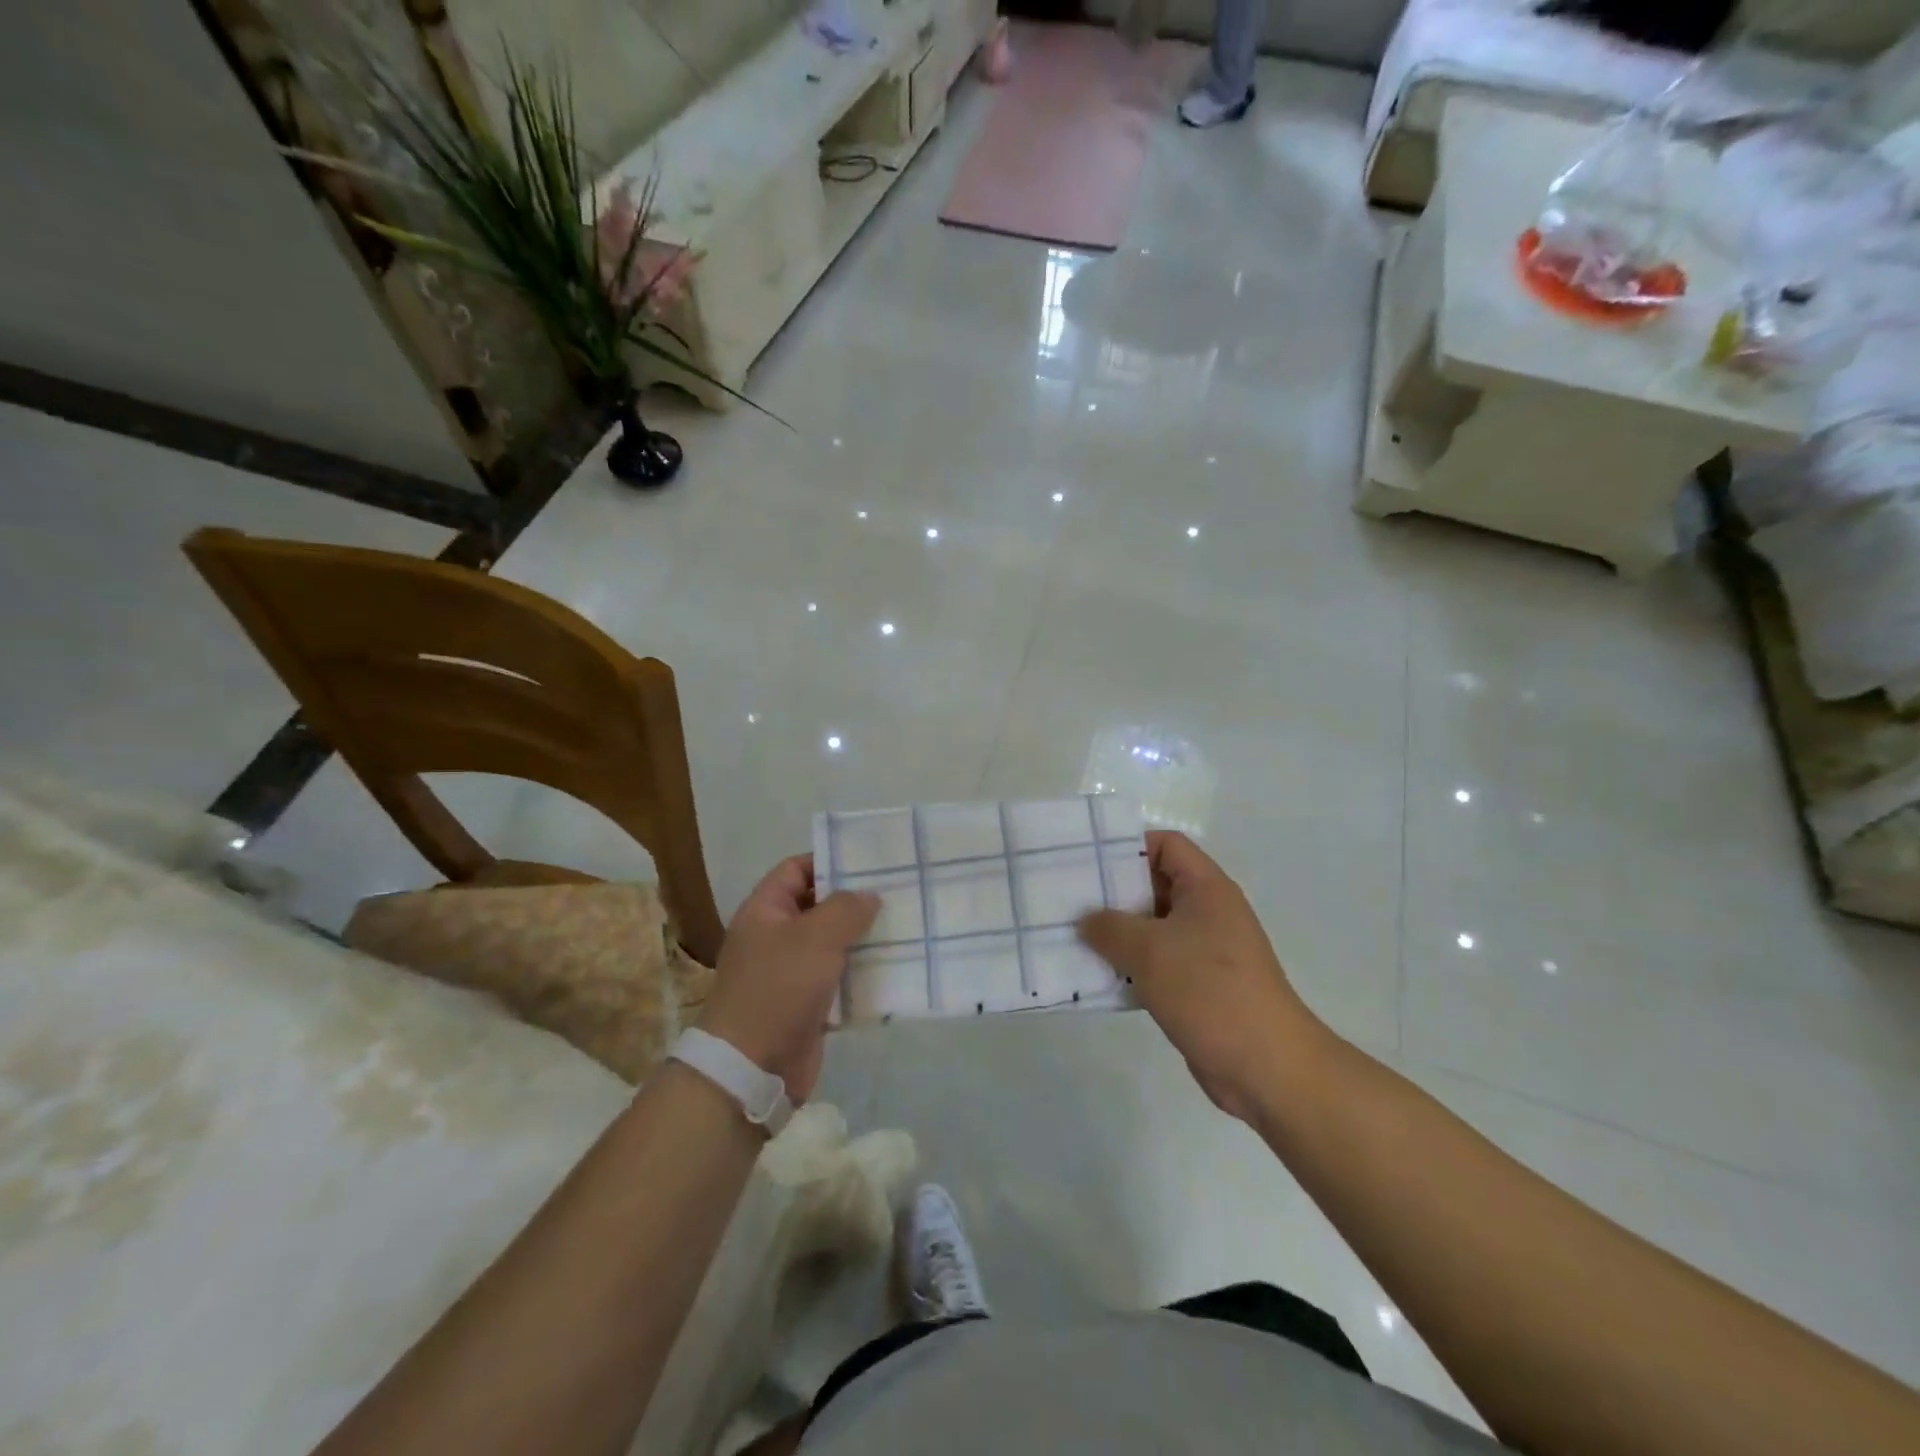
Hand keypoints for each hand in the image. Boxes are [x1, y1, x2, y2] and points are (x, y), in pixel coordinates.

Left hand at [698, 856, 878, 1101]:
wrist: (752, 1068)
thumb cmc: (778, 988)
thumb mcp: (815, 937)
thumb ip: (846, 909)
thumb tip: (868, 896)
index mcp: (765, 911)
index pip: (796, 870)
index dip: (828, 861)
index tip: (869, 862)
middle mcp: (776, 937)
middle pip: (818, 906)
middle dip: (855, 901)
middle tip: (897, 892)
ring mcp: (791, 973)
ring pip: (833, 945)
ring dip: (864, 939)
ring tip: (905, 926)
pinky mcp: (808, 1005)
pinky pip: (839, 980)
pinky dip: (863, 974)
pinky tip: (895, 968)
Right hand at [1077, 832, 1325, 1120]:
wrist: (1265, 1066)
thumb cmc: (1208, 990)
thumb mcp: (1149, 950)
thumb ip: (1109, 927)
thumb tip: (1085, 920)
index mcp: (1207, 888)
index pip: (1167, 845)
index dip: (1129, 846)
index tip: (1088, 863)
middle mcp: (1208, 912)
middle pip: (1155, 884)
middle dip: (1114, 892)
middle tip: (1071, 900)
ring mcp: (1205, 950)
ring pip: (1153, 927)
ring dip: (1118, 934)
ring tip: (1074, 938)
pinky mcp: (1198, 985)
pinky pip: (1157, 962)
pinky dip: (1130, 965)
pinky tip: (1098, 976)